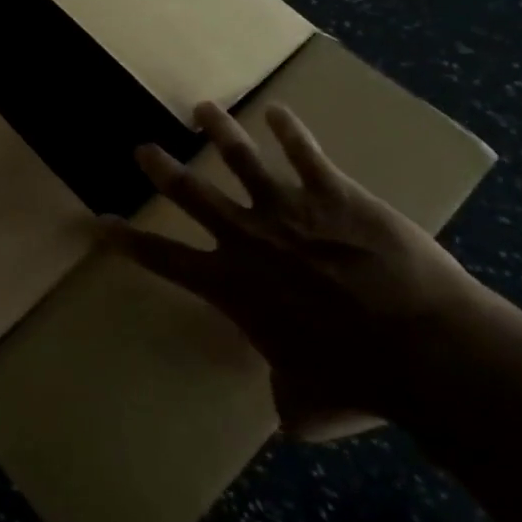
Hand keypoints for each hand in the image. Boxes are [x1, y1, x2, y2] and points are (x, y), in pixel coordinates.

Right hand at [111, 101, 510, 436]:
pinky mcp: (334, 193)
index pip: (164, 259)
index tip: (100, 222)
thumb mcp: (305, 405)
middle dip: (163, 169)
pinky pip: (305, 153)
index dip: (127, 241)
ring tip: (203, 109)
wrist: (420, 346)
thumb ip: (284, 397)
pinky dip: (290, 130)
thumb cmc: (357, 381)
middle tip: (143, 149)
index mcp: (233, 287)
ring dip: (219, 131)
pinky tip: (279, 112)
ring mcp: (290, 209)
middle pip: (193, 195)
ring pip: (242, 159)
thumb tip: (286, 411)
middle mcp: (249, 239)